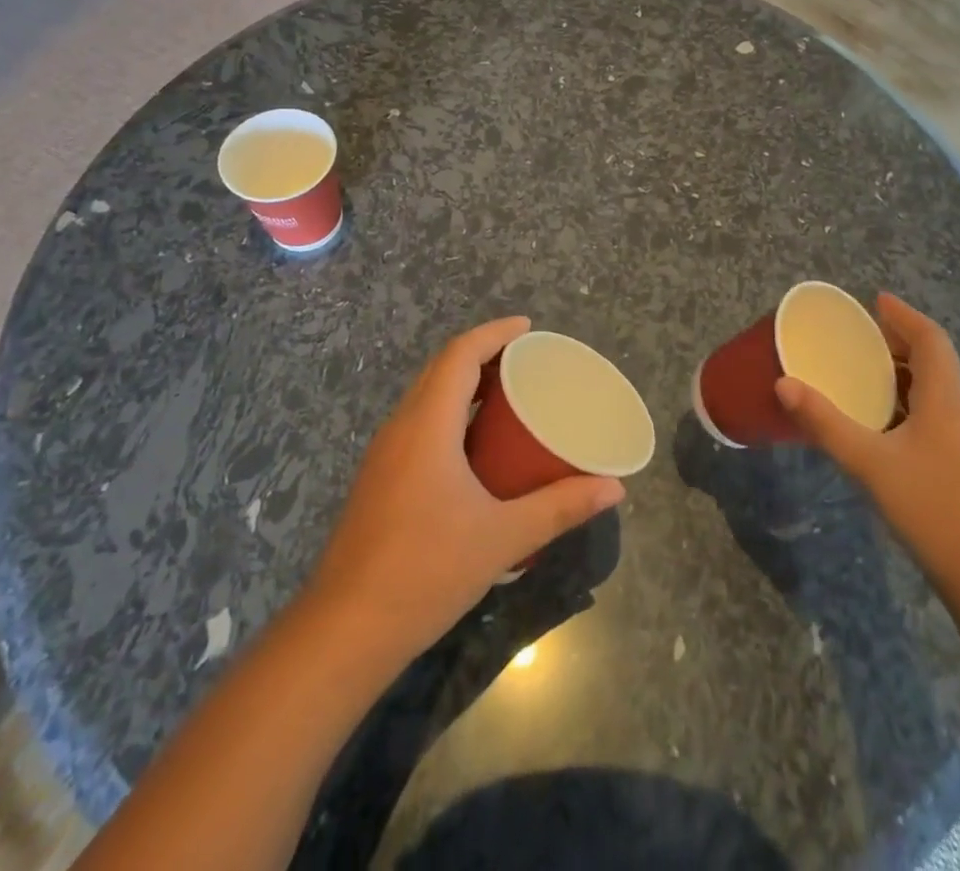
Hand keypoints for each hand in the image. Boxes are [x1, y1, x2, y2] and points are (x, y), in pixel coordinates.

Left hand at [305, 317, 624, 664]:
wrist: (345, 631)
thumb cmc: (426, 571)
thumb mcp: (502, 537)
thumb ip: (560, 507)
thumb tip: (614, 488)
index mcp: (427, 424)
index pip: (460, 354)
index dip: (495, 332)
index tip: (529, 328)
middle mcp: (401, 427)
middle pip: (441, 369)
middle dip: (483, 354)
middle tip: (527, 360)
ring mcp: (384, 454)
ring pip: (426, 397)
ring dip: (463, 384)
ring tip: (507, 394)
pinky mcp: (379, 479)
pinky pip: (418, 423)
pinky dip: (449, 413)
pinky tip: (474, 445)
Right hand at [774, 293, 959, 591]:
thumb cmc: (929, 506)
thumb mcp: (868, 461)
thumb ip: (824, 422)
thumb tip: (783, 384)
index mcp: (945, 398)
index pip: (931, 339)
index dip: (905, 316)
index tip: (876, 301)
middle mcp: (959, 410)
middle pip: (934, 359)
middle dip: (899, 341)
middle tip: (860, 336)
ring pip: (934, 387)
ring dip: (902, 371)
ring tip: (863, 372)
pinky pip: (932, 411)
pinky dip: (906, 399)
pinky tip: (880, 420)